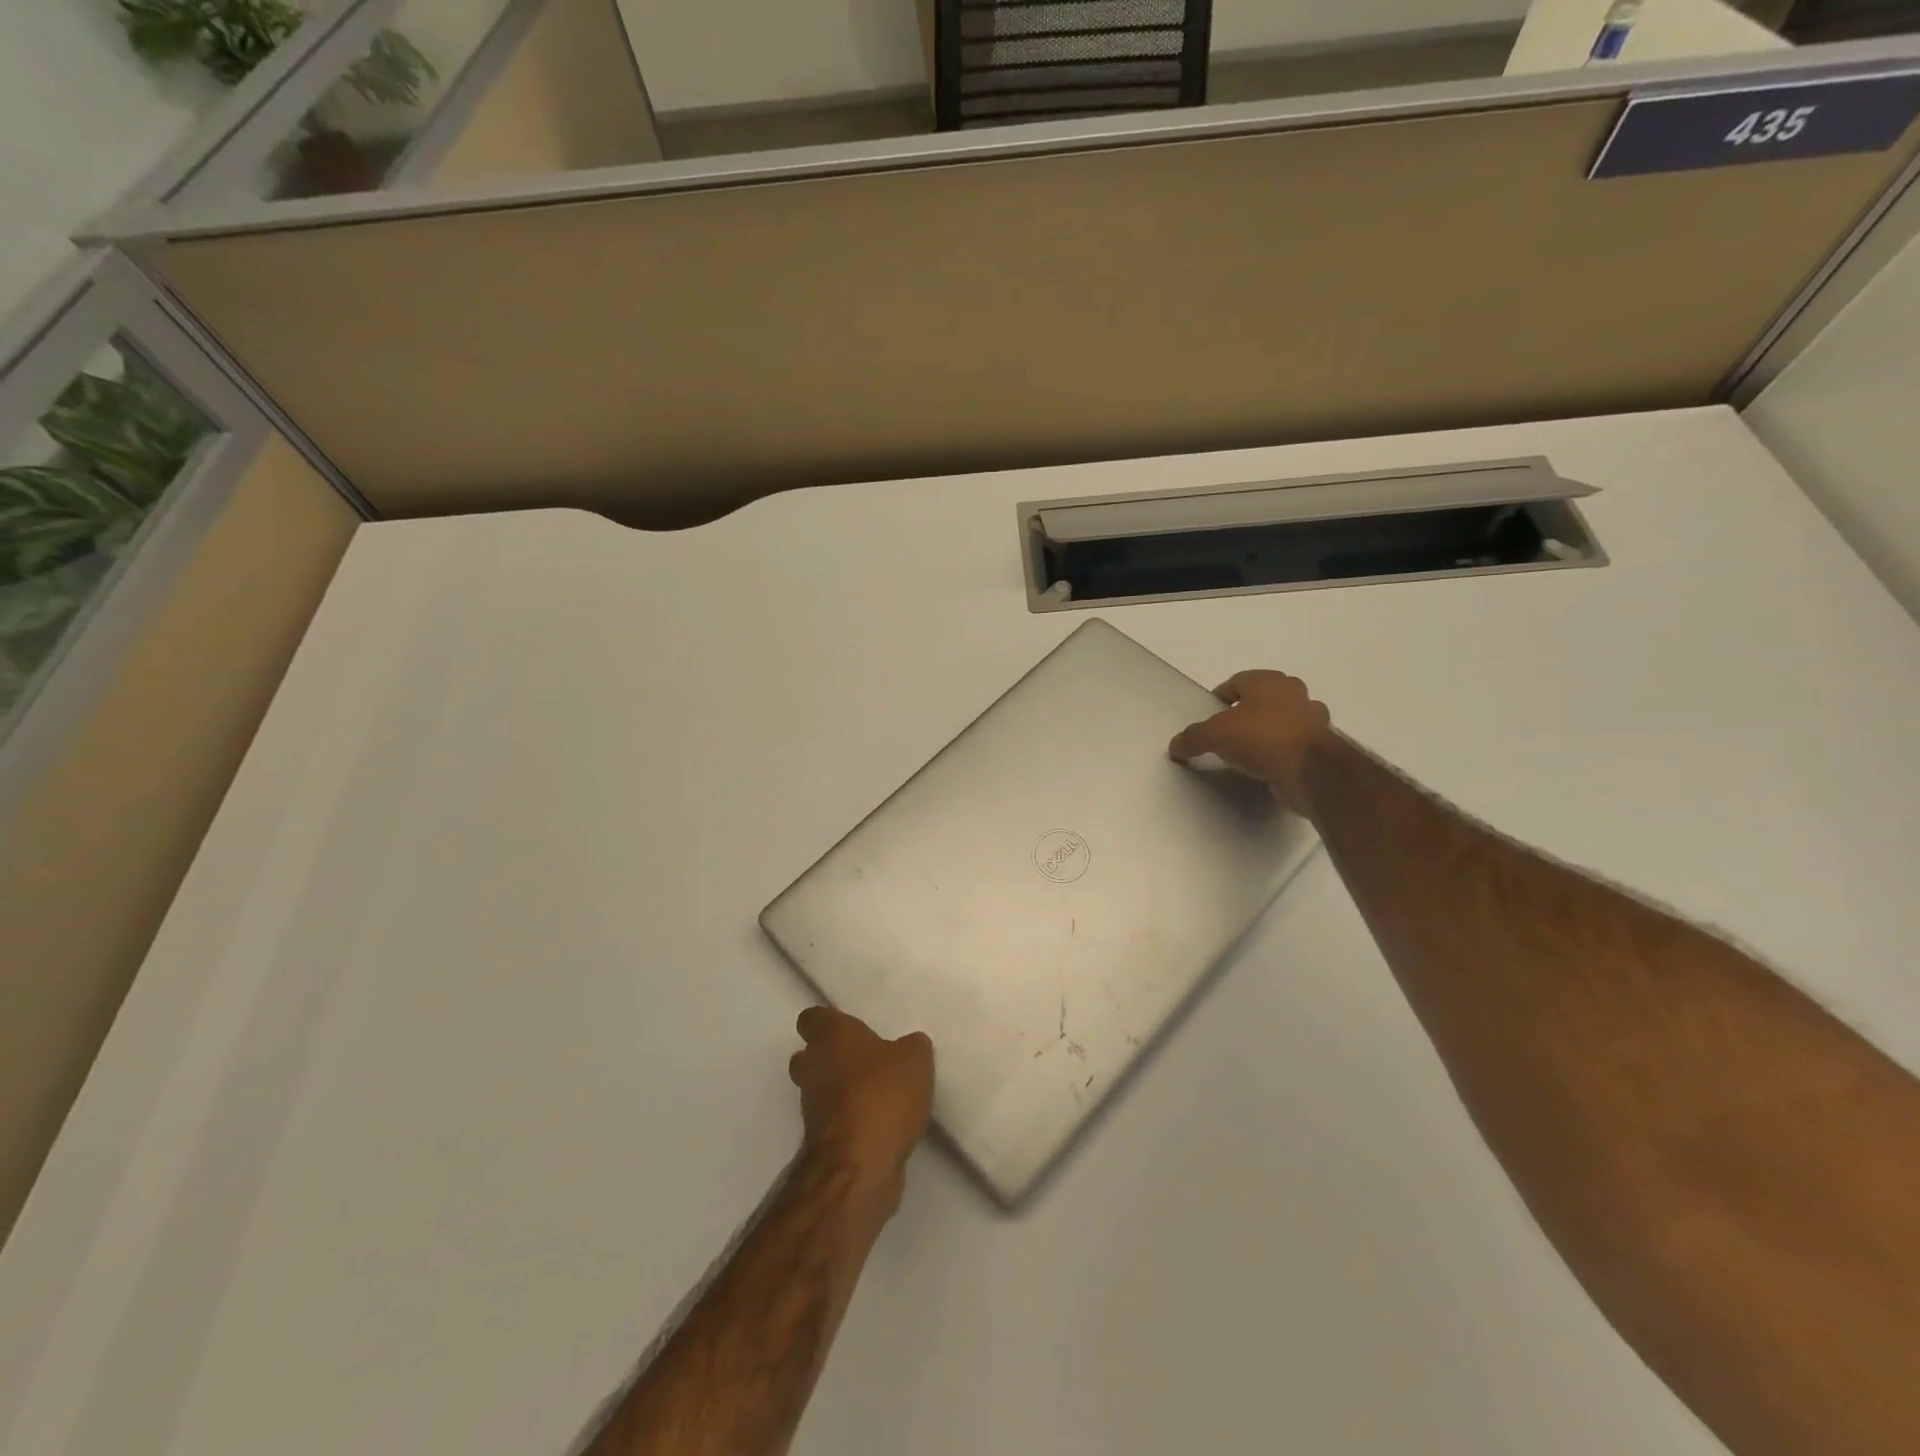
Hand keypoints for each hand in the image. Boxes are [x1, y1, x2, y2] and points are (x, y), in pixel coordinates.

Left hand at [790, 1007, 933, 1215]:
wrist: (860, 1165)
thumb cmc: (883, 1095)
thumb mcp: (914, 1059)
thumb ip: (912, 1047)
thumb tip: (910, 1046)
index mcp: (831, 1037)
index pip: (812, 1018)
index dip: (828, 1021)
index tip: (849, 1026)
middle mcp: (814, 1067)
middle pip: (808, 1055)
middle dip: (830, 1057)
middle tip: (862, 1059)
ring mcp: (812, 1107)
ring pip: (819, 1089)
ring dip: (840, 1091)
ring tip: (877, 1093)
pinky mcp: (822, 1142)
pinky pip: (834, 1121)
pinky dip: (850, 1120)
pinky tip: (879, 1122)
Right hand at [1169, 669, 1333, 815]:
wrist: (1309, 771)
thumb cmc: (1261, 738)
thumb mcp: (1214, 736)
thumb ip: (1192, 738)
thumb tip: (1175, 747)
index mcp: (1267, 681)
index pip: (1237, 682)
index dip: (1220, 698)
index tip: (1209, 718)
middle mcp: (1293, 693)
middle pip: (1262, 698)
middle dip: (1245, 713)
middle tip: (1227, 733)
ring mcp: (1312, 718)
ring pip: (1282, 720)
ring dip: (1267, 731)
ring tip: (1248, 752)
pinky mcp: (1321, 745)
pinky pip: (1294, 743)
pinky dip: (1282, 751)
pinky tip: (1268, 766)